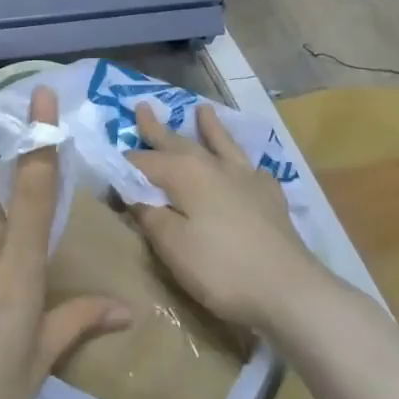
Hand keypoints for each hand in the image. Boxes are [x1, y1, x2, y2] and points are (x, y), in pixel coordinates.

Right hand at [125, 102, 327, 331]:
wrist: (290, 291)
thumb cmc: (221, 268)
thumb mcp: (171, 245)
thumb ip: (148, 214)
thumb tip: (132, 192)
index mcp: (184, 173)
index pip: (143, 162)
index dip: (124, 166)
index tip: (108, 170)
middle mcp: (214, 166)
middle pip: (179, 143)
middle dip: (157, 128)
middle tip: (143, 107)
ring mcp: (246, 180)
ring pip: (222, 145)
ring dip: (210, 128)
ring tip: (202, 110)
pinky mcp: (271, 199)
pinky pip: (254, 171)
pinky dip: (246, 166)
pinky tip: (250, 169)